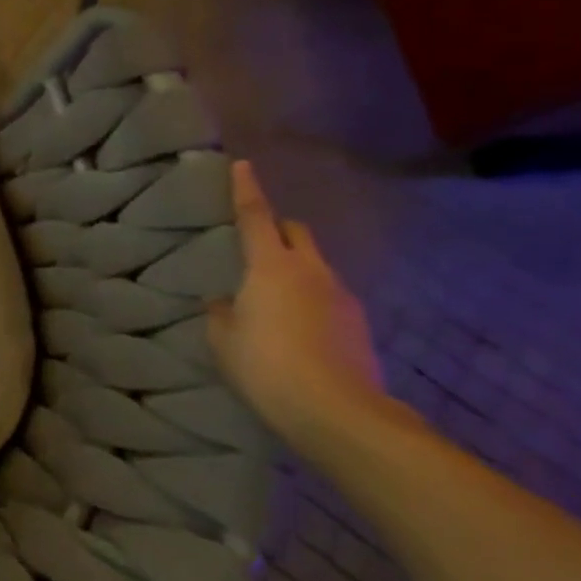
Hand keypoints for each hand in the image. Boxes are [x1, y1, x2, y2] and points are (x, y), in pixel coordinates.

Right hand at [207, 161, 400, 458]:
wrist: (340, 415)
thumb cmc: (266, 365)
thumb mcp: (224, 338)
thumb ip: (221, 312)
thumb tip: (226, 302)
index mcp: (271, 266)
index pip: (256, 216)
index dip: (246, 190)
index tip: (244, 165)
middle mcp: (312, 271)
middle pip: (297, 233)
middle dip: (279, 229)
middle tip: (258, 242)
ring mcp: (342, 298)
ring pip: (317, 266)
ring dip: (297, 269)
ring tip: (275, 297)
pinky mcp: (359, 326)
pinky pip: (329, 298)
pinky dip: (312, 300)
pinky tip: (297, 328)